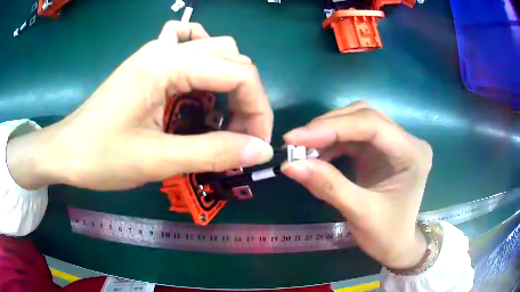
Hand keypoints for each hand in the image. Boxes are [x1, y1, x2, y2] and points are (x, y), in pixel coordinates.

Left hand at [7, 21, 273, 189]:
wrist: (66, 151)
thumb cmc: (101, 157)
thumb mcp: (157, 160)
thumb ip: (213, 152)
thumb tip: (260, 150)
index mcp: (166, 64)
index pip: (238, 71)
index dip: (258, 108)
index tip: (256, 144)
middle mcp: (165, 48)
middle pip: (231, 56)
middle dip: (247, 96)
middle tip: (240, 135)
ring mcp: (156, 51)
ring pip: (214, 48)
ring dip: (229, 79)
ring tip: (220, 113)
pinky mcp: (149, 62)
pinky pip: (188, 45)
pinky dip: (205, 62)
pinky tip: (198, 83)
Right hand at [281, 101, 432, 268]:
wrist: (396, 245)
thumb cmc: (386, 234)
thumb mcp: (359, 213)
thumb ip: (328, 186)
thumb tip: (290, 165)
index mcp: (412, 153)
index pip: (372, 124)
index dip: (332, 127)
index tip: (295, 138)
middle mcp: (406, 140)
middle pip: (364, 116)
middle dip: (327, 127)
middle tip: (295, 142)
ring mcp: (394, 142)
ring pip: (356, 122)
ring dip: (327, 133)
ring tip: (302, 149)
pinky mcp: (381, 149)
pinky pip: (353, 136)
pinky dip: (332, 142)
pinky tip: (317, 154)